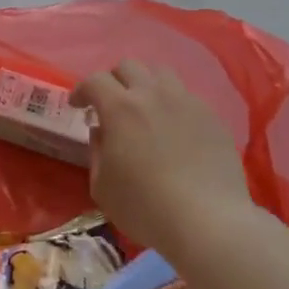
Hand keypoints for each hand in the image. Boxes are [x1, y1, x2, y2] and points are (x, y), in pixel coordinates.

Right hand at [72, 59, 252, 255]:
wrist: (208, 221)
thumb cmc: (145, 207)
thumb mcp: (102, 187)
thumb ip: (97, 152)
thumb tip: (102, 132)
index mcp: (120, 108)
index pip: (95, 80)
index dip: (81, 90)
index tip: (78, 105)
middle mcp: (153, 94)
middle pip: (129, 66)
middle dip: (113, 80)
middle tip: (110, 104)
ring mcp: (186, 102)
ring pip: (161, 73)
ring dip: (145, 84)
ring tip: (144, 107)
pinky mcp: (211, 116)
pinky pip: (186, 97)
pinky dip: (172, 104)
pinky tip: (174, 129)